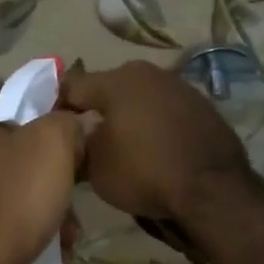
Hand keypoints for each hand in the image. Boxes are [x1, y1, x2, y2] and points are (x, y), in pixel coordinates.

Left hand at [0, 84, 85, 263]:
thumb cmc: (14, 201)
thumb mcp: (54, 145)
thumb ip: (67, 120)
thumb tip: (74, 121)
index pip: (20, 93)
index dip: (55, 109)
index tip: (79, 135)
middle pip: (15, 139)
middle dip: (52, 163)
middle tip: (76, 182)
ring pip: (8, 176)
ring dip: (42, 195)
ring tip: (68, 223)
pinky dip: (22, 216)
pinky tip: (47, 238)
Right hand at [58, 60, 249, 224]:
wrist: (212, 189)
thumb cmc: (144, 173)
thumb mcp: (96, 168)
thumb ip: (79, 146)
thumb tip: (75, 140)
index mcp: (117, 81)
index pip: (73, 86)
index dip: (57, 106)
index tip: (51, 128)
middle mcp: (149, 74)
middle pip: (109, 88)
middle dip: (96, 109)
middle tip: (86, 138)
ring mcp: (181, 87)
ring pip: (141, 98)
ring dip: (128, 117)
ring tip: (122, 145)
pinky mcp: (203, 107)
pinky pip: (166, 113)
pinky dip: (156, 126)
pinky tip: (155, 150)